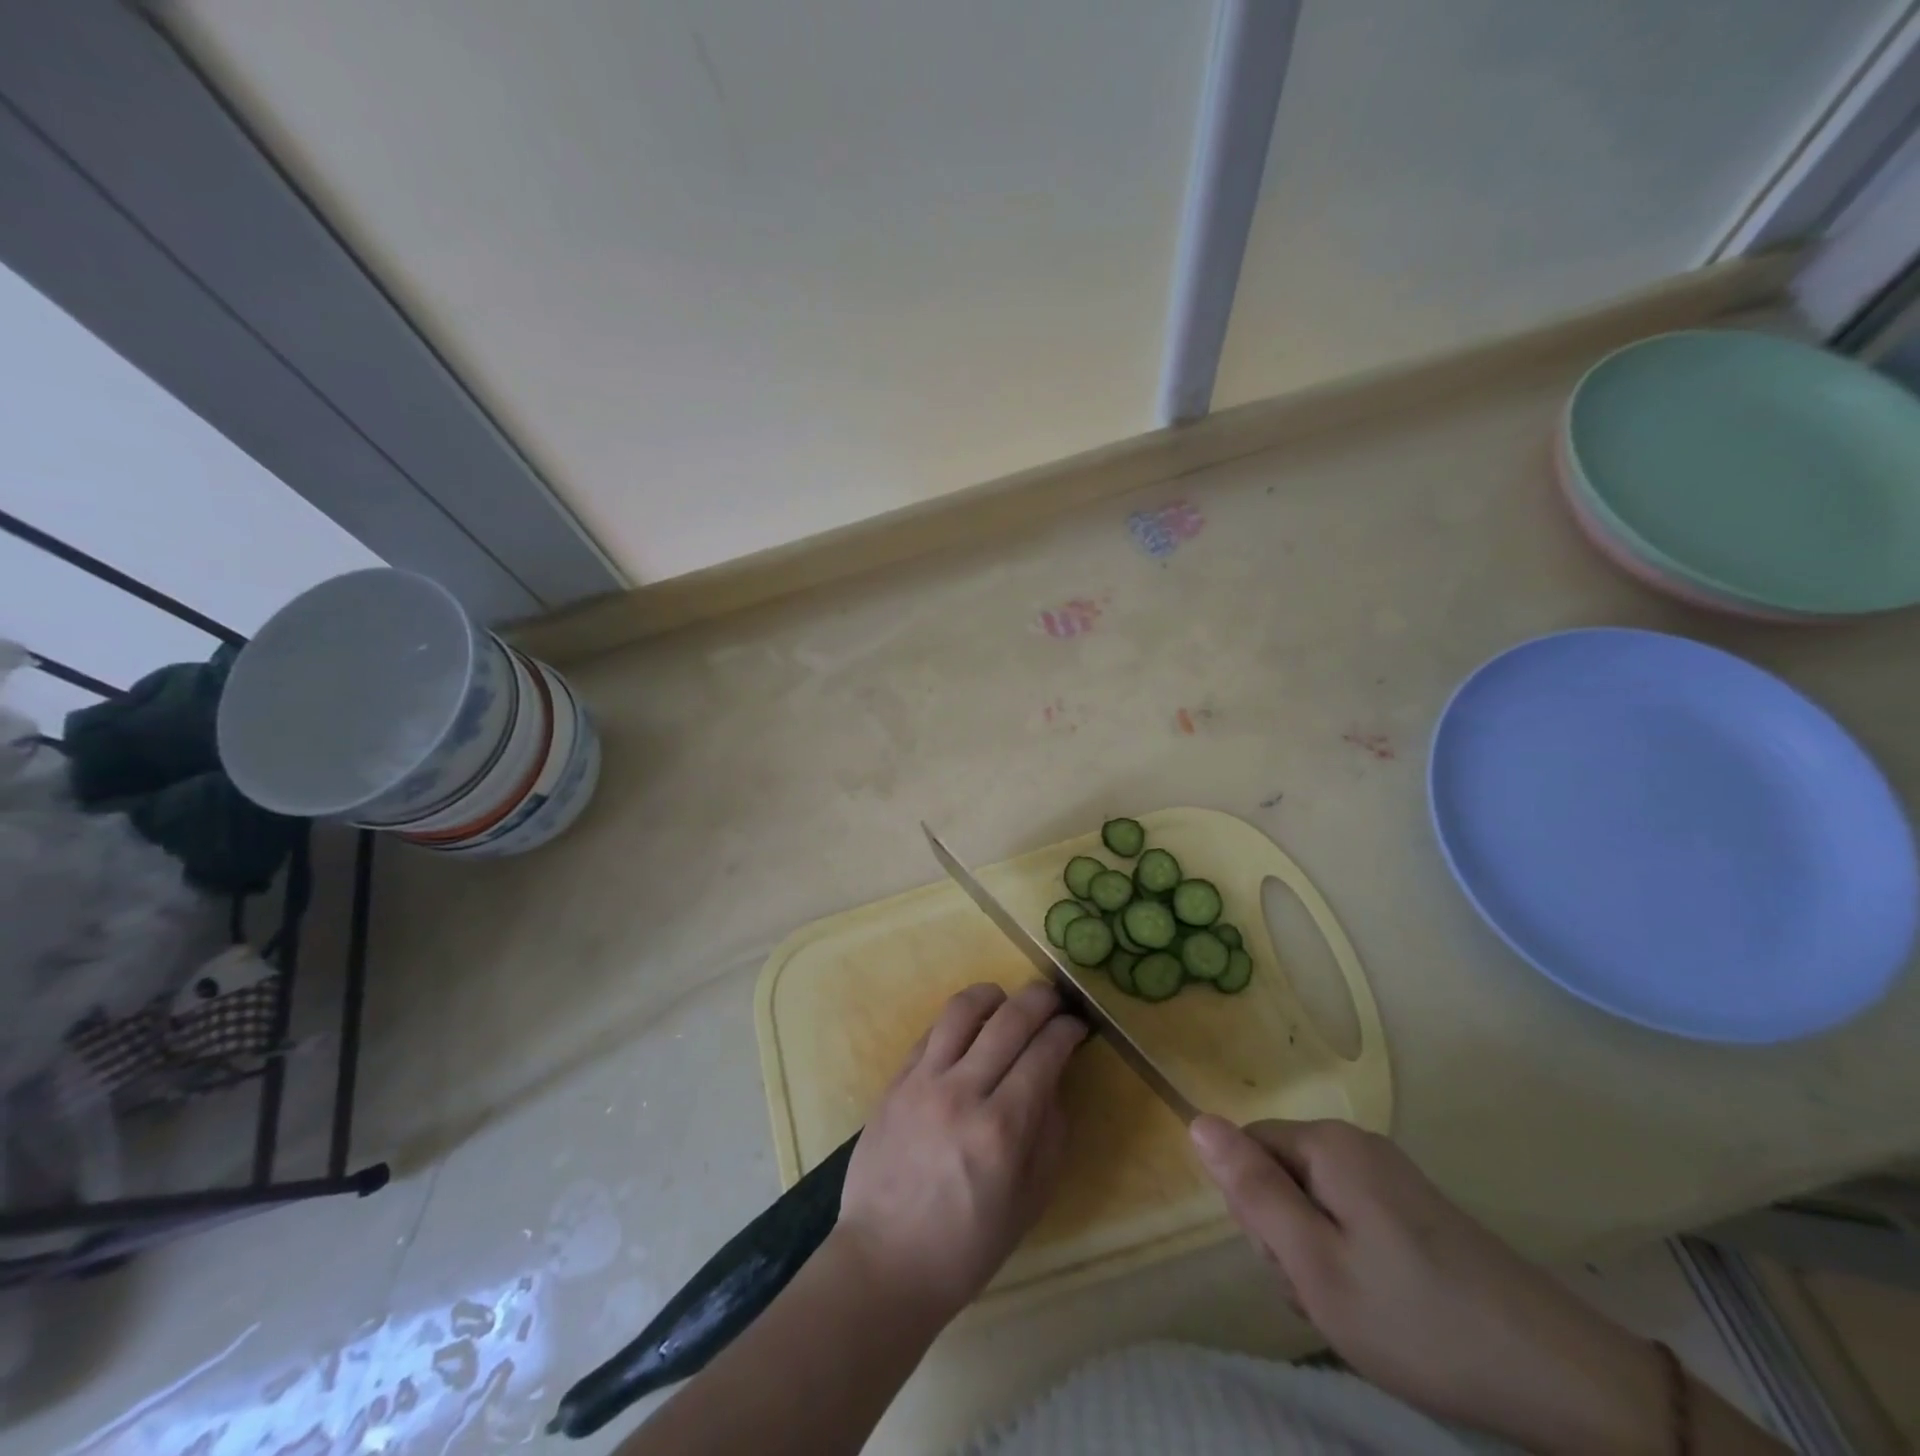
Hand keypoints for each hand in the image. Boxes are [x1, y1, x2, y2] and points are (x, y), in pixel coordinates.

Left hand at [833, 982, 1087, 1322]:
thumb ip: (1050, 1134)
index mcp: (1002, 1130)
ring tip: (1006, 1000)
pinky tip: (969, 1028)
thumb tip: (1055, 1080)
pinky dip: (957, 1020)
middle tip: (1053, 999)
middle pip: (1009, 1019)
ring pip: (962, 1010)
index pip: (1044, 1053)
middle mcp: (962, 1093)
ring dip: (993, 995)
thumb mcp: (1030, 1202)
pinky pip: (930, 1031)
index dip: (1066, 1030)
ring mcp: (923, 1082)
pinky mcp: (895, 1082)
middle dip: (1040, 999)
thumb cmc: (967, 1245)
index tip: (1077, 1024)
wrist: (885, 1262)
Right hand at [1189, 1116, 1674, 1454]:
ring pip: (1315, 1203)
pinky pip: (1352, 1220)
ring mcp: (1393, 1178)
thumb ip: (1251, 1190)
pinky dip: (1352, 1262)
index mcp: (1329, 1144)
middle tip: (1326, 1295)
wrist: (1563, 1378)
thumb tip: (1196, 1122)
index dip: (1252, 1208)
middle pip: (1282, 1174)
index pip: (1248, 1148)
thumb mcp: (1314, 1264)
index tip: (1288, 1263)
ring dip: (1318, 1256)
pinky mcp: (1418, 1211)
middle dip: (1286, 1235)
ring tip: (1358, 1310)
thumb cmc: (1418, 1320)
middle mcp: (1358, 1145)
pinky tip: (1384, 1309)